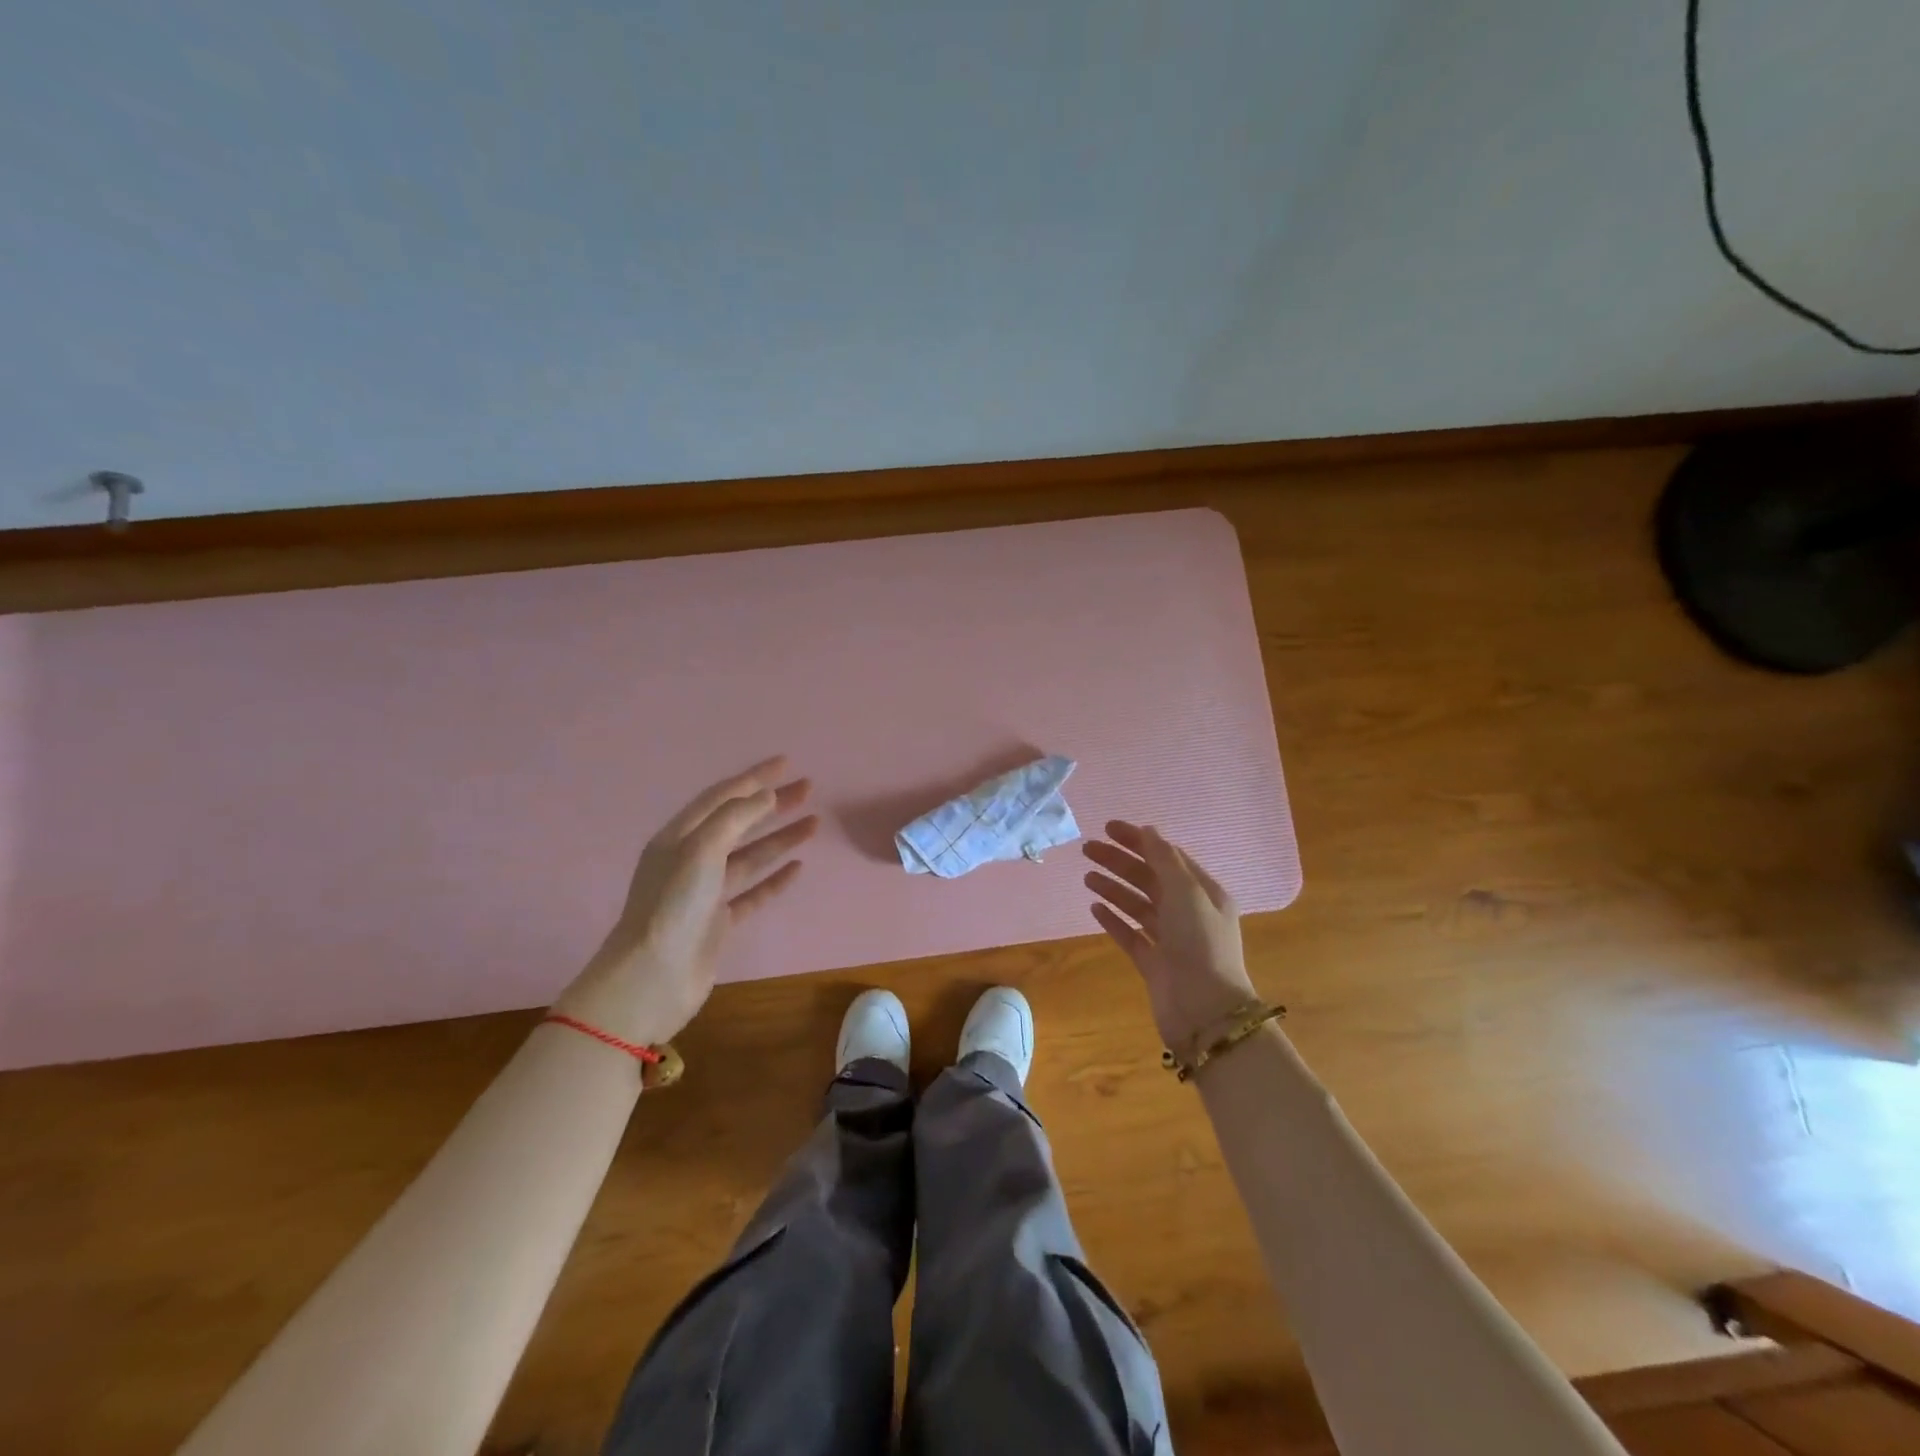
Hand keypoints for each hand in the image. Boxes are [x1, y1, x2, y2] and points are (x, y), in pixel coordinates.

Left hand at [554, 757, 817, 1046]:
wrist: (652, 978)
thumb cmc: (673, 905)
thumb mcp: (700, 849)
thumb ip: (734, 817)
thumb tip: (765, 795)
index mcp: (679, 837)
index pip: (722, 797)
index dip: (754, 778)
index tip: (786, 763)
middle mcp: (691, 859)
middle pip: (739, 822)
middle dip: (772, 804)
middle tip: (807, 788)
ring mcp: (706, 892)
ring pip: (750, 856)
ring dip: (780, 838)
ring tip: (814, 822)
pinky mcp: (719, 921)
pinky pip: (753, 892)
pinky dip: (775, 878)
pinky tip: (798, 866)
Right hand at [1083, 821, 1256, 1054]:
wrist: (1204, 1010)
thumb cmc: (1200, 943)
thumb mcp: (1186, 892)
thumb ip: (1165, 859)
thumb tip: (1148, 831)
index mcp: (1204, 893)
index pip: (1167, 857)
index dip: (1139, 840)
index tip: (1108, 828)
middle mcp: (1188, 913)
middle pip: (1149, 878)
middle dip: (1120, 862)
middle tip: (1087, 849)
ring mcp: (1170, 939)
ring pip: (1138, 905)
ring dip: (1113, 888)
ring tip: (1087, 877)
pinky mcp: (1153, 963)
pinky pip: (1131, 934)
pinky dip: (1114, 919)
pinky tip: (1094, 908)